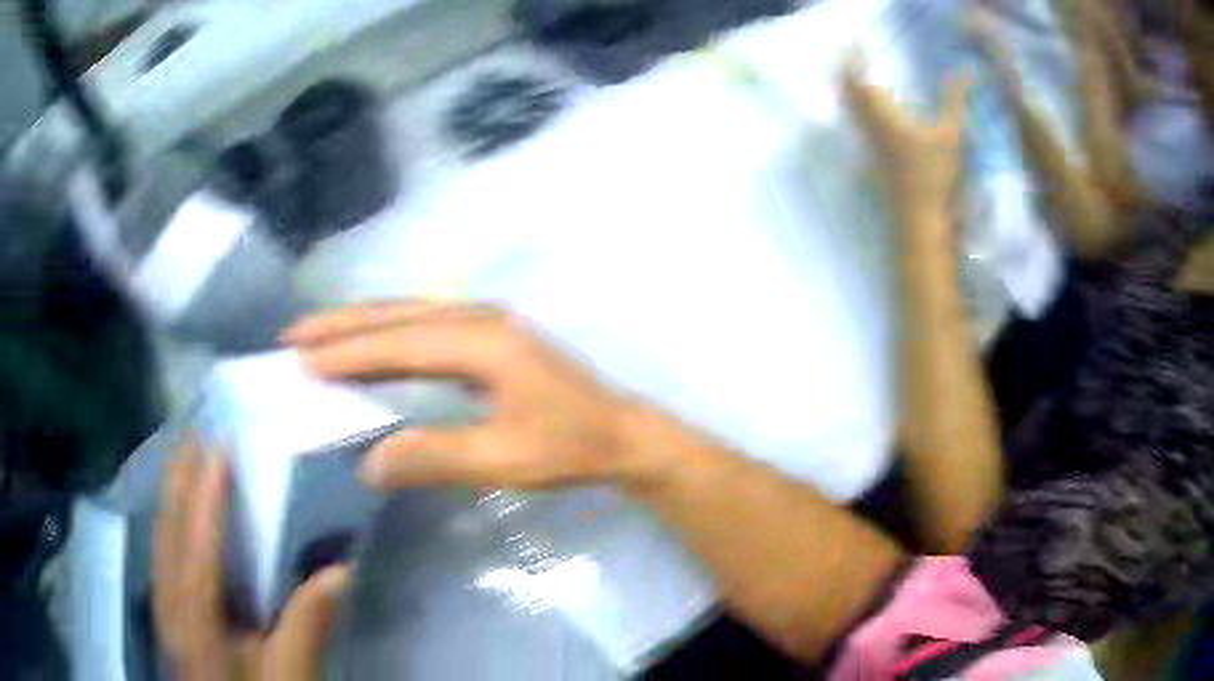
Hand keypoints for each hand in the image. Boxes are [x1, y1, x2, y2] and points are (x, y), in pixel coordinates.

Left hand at [154, 441, 348, 680]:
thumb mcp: (289, 678)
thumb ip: (306, 630)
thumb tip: (339, 572)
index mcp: (200, 623)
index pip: (199, 550)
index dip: (207, 499)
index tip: (220, 449)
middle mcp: (172, 607)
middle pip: (168, 534)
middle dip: (178, 481)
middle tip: (193, 432)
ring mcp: (165, 610)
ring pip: (160, 540)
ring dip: (169, 495)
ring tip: (182, 459)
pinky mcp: (168, 616)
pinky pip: (162, 555)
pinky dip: (167, 522)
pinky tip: (174, 514)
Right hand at [282, 302, 645, 489]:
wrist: (620, 433)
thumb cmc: (568, 447)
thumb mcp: (502, 461)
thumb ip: (434, 458)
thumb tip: (368, 463)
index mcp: (483, 342)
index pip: (399, 343)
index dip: (348, 353)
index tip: (302, 362)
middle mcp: (480, 319)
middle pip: (397, 315)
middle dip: (342, 324)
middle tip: (292, 335)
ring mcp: (485, 323)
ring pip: (408, 315)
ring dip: (361, 325)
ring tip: (316, 336)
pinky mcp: (488, 336)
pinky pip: (424, 328)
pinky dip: (388, 336)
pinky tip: (369, 349)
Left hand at [841, 53, 970, 218]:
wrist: (919, 220)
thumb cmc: (935, 176)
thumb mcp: (951, 135)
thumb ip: (955, 101)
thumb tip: (965, 72)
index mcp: (882, 115)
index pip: (856, 80)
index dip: (852, 60)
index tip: (857, 46)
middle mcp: (867, 128)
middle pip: (846, 94)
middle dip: (846, 73)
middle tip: (854, 60)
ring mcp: (866, 148)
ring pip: (850, 113)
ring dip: (851, 94)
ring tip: (862, 83)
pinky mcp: (870, 164)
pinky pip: (858, 131)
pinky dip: (859, 115)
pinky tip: (873, 119)